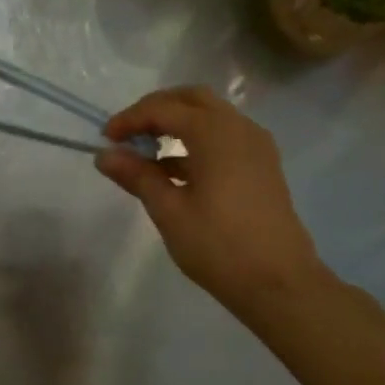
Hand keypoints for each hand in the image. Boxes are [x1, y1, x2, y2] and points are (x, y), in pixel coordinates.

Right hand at [95, 86, 326, 315]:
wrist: (279, 284)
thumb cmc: (218, 245)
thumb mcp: (168, 210)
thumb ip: (136, 175)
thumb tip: (105, 155)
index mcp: (216, 133)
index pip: (163, 109)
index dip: (130, 119)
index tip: (105, 139)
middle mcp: (240, 129)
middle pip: (191, 100)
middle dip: (156, 110)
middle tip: (127, 133)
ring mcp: (256, 147)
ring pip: (210, 117)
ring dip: (176, 125)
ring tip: (145, 154)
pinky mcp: (261, 167)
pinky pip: (223, 138)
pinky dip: (195, 142)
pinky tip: (173, 171)